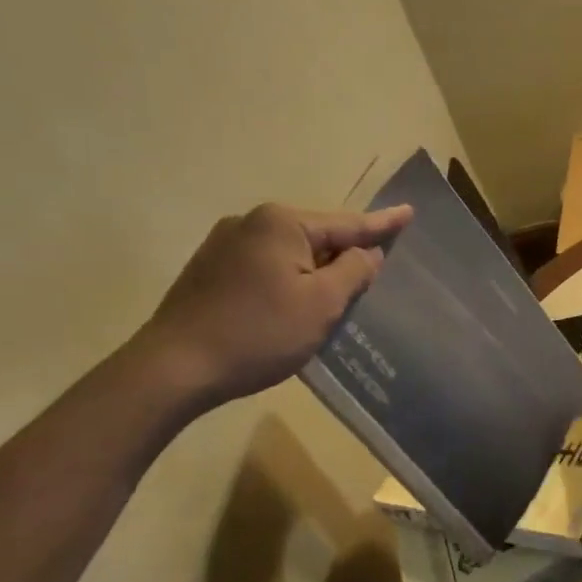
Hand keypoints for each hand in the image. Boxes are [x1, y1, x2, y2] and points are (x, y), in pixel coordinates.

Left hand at [137, 203, 411, 407]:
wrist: (173, 369)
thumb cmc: (258, 334)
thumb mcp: (321, 304)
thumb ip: (353, 271)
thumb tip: (367, 251)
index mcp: (282, 224)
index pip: (347, 223)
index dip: (382, 224)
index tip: (409, 212)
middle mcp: (251, 222)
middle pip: (316, 237)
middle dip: (342, 256)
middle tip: (369, 277)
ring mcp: (223, 244)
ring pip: (288, 254)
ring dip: (312, 272)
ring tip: (330, 299)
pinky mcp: (207, 270)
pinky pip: (263, 266)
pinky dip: (285, 281)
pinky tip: (286, 307)